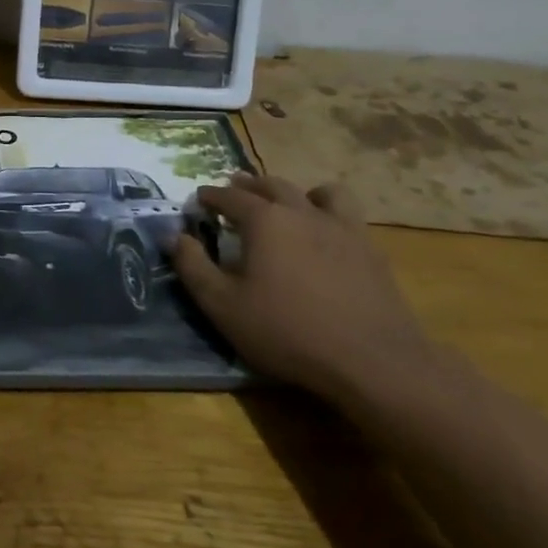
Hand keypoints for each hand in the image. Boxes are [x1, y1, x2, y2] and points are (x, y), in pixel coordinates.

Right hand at [171, 172, 430, 398]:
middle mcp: (302, 212)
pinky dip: (328, 211)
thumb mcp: (222, 305)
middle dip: (248, 185)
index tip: (198, 199)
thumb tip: (175, 236)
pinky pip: (347, 213)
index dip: (210, 196)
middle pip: (272, 185)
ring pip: (317, 191)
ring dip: (295, 191)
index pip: (229, 197)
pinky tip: (324, 232)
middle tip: (233, 190)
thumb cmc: (286, 332)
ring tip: (285, 204)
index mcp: (264, 221)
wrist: (372, 362)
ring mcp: (342, 228)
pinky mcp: (370, 249)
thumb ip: (193, 267)